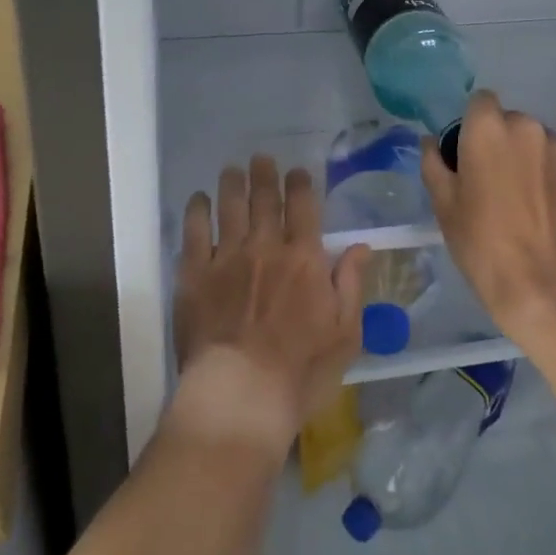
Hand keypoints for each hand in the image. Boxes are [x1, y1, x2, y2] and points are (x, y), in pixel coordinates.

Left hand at [172, 155, 369, 453]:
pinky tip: (199, 199)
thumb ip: (352, 285)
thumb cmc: (301, 372)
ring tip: (233, 170)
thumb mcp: (345, 334)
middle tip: (261, 158)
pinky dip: (198, 210)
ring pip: (230, 207)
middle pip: (265, 199)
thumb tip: (361, 245)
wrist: (241, 395)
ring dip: (232, 184)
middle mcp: (266, 247)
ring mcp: (227, 258)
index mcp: (304, 259)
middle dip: (264, 175)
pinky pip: (195, 232)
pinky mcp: (194, 274)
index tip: (297, 172)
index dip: (300, 184)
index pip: (304, 207)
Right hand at [423, 92, 555, 345]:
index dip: (471, 124)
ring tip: (523, 198)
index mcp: (488, 129)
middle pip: (509, 121)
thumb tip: (431, 142)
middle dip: (499, 141)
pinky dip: (550, 172)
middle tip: (491, 181)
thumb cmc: (483, 244)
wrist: (548, 286)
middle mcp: (528, 127)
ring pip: (536, 140)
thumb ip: (434, 164)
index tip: (466, 155)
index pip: (479, 102)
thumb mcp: (444, 206)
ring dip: (527, 156)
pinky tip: (545, 206)